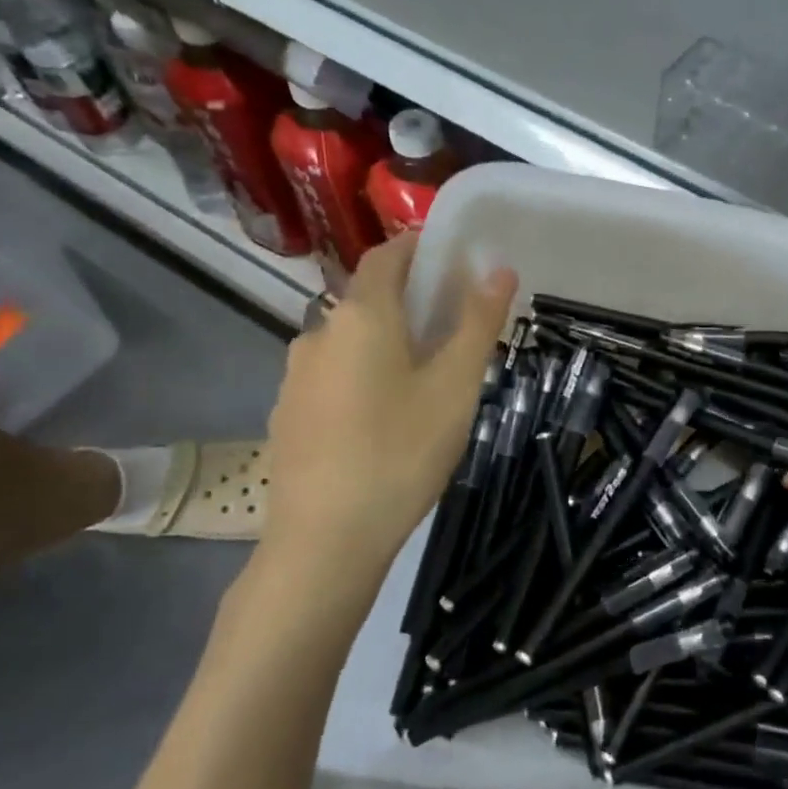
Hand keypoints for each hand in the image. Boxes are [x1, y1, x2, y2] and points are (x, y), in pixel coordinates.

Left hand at [251, 234, 514, 629]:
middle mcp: (318, 332)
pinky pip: (334, 374)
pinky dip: (364, 373)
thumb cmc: (401, 452)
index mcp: (361, 316)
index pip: (387, 255)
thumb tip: (499, 267)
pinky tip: (386, 417)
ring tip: (427, 377)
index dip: (420, 247)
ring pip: (351, 339)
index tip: (456, 258)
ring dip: (387, 341)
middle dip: (412, 300)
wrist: (325, 541)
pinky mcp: (288, 412)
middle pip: (369, 298)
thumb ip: (478, 322)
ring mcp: (296, 375)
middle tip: (456, 327)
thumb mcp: (455, 386)